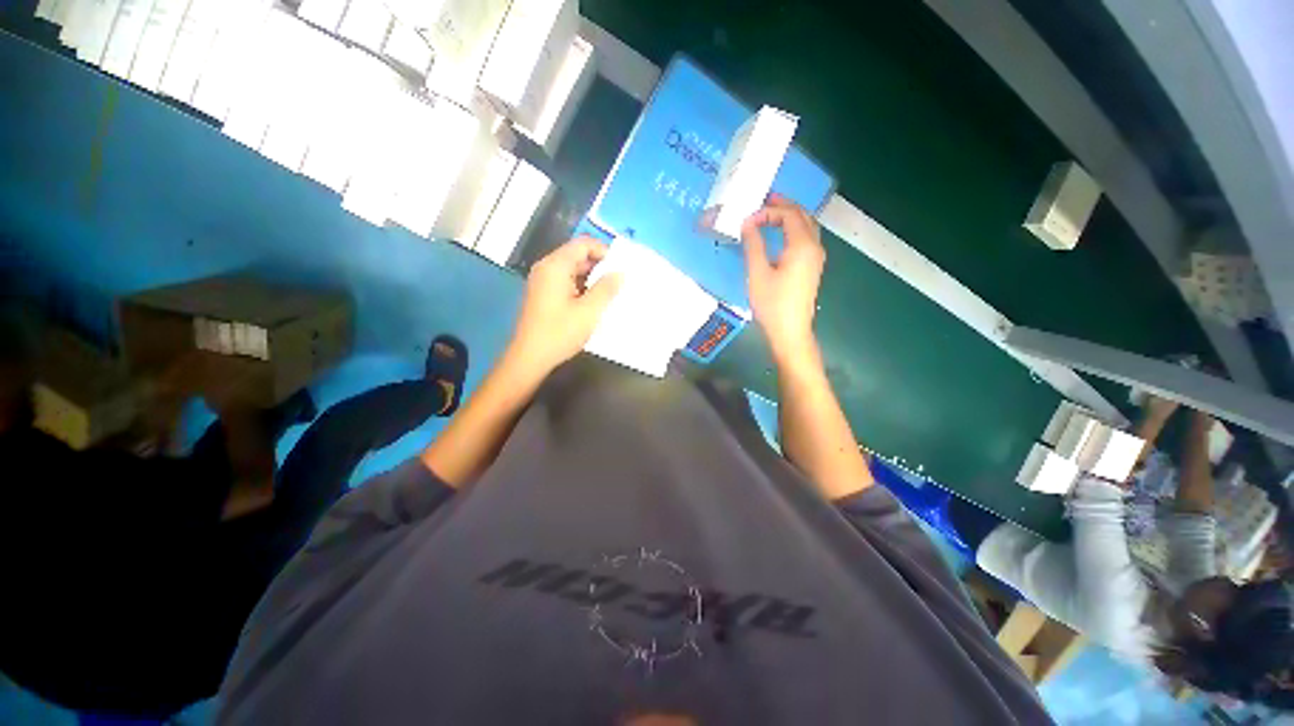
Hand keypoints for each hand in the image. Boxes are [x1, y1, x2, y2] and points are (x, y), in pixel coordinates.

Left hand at [507, 236, 621, 376]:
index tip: (621, 268)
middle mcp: (547, 268)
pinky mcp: (543, 294)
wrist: (530, 357)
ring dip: (591, 278)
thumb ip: (606, 288)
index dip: (604, 251)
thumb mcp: (589, 311)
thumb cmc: (560, 332)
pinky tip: (593, 303)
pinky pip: (566, 282)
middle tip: (619, 282)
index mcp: (556, 266)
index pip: (583, 244)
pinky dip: (581, 287)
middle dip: (600, 266)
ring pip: (572, 270)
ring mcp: (543, 281)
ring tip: (610, 294)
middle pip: (577, 255)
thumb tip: (620, 273)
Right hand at [741, 195, 825, 361]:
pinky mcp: (812, 267)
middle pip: (802, 216)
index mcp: (802, 246)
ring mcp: (816, 258)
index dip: (769, 211)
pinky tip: (779, 235)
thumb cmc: (772, 304)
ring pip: (806, 227)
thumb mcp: (757, 273)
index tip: (749, 219)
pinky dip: (793, 229)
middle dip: (783, 206)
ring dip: (790, 216)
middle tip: (763, 200)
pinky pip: (806, 238)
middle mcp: (814, 247)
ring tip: (770, 213)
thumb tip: (748, 223)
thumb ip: (753, 244)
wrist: (790, 331)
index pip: (789, 215)